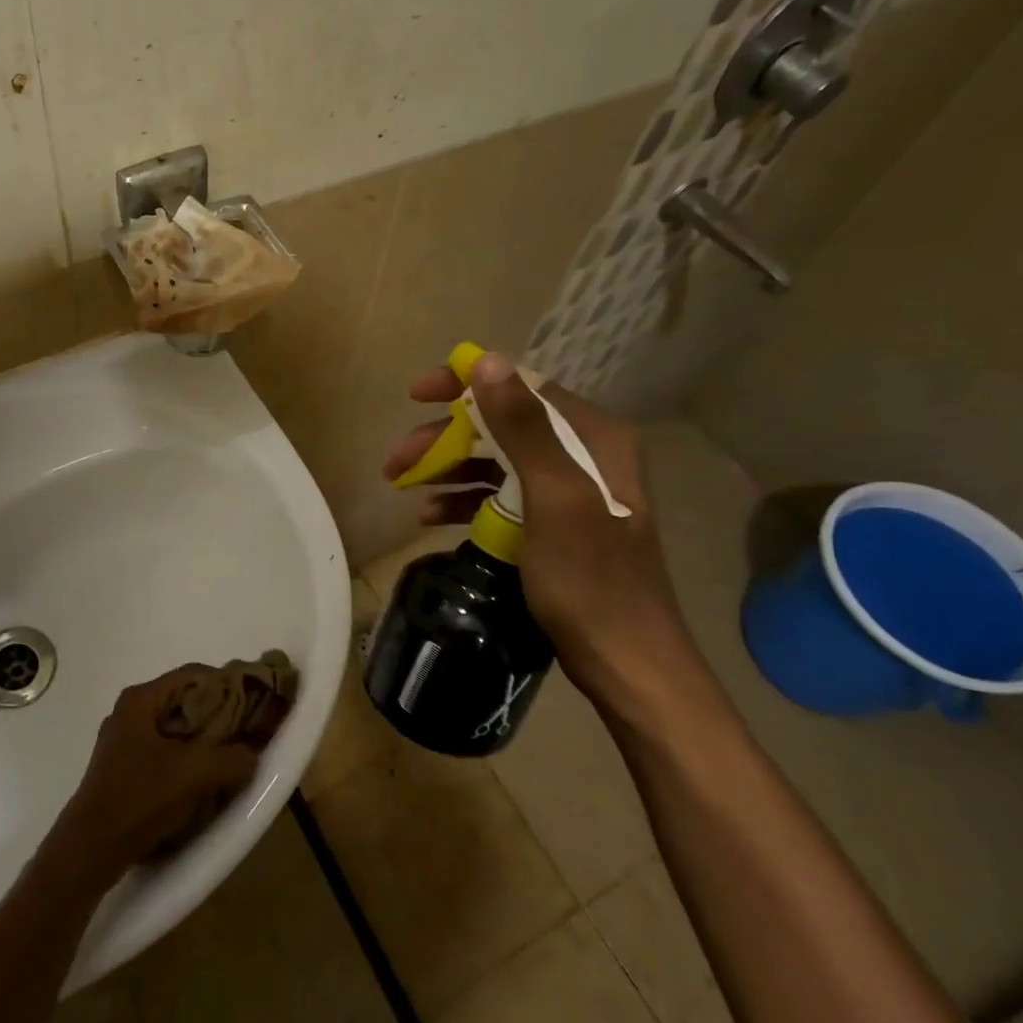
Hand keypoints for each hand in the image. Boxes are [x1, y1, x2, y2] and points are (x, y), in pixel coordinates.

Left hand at [52, 670, 261, 877]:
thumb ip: (232, 758)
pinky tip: (202, 782)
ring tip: (230, 758)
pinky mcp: (123, 769)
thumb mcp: (195, 773)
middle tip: (246, 732)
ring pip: (175, 730)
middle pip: (184, 701)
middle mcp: (129, 712)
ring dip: (203, 742)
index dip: (227, 684)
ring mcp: (123, 741)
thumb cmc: (140, 798)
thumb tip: (251, 755)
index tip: (253, 703)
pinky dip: (186, 760)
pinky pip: (164, 752)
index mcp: (140, 699)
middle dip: (217, 715)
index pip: (193, 674)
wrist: (90, 849)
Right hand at [382, 352, 697, 705]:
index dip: (465, 384)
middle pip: (500, 426)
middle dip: (444, 438)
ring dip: (447, 469)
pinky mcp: (551, 524)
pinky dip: (464, 501)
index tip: (416, 394)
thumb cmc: (589, 578)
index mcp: (592, 437)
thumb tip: (486, 361)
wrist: (625, 661)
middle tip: (397, 460)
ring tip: (403, 486)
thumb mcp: (554, 497)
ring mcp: (566, 491)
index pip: (521, 386)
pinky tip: (431, 516)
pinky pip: (499, 497)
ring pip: (495, 461)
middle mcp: (582, 454)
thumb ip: (522, 427)